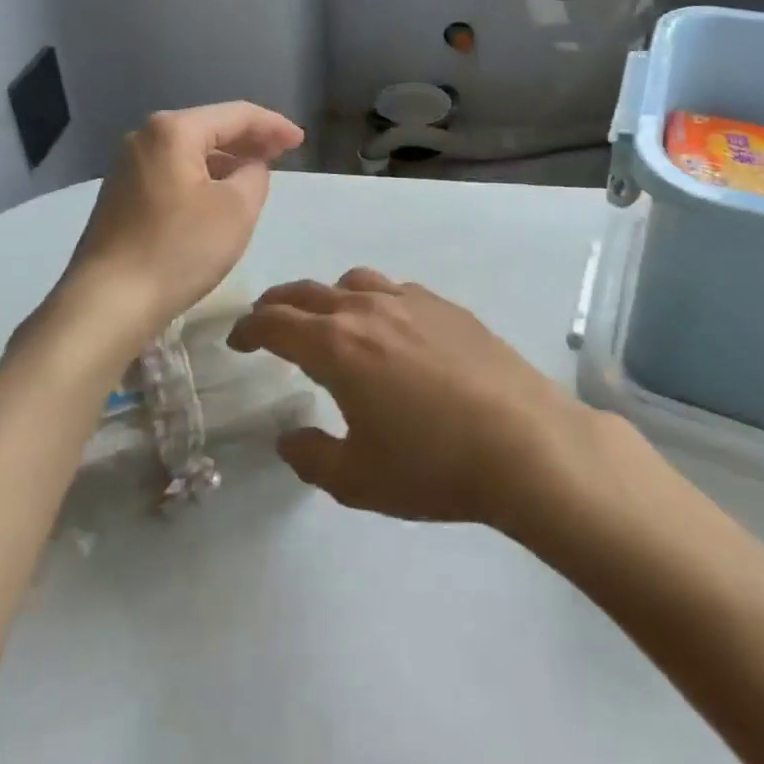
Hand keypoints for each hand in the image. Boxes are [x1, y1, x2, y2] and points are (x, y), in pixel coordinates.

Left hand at [61, 103, 303, 347]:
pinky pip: (173, 173)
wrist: (107, 303)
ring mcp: (127, 168)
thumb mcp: (237, 210)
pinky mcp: (120, 196)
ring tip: (255, 174)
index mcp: (173, 131)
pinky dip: (202, 177)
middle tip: (284, 154)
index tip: (301, 141)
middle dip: (249, 140)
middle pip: (209, 128)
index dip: (273, 125)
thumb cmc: (178, 250)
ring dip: (226, 160)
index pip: (236, 114)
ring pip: (190, 152)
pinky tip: (217, 196)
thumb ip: (256, 175)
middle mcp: (144, 138)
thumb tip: (250, 167)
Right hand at [228, 268, 596, 528]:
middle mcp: (367, 310)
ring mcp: (411, 301)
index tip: (237, 341)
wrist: (525, 443)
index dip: (249, 329)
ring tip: (329, 322)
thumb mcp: (358, 480)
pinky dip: (374, 301)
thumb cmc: (433, 466)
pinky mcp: (447, 306)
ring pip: (353, 282)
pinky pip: (395, 290)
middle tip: (267, 323)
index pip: (275, 323)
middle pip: (308, 292)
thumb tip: (288, 438)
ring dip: (327, 298)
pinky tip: (389, 330)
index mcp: (336, 346)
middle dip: (279, 305)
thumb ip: (311, 457)